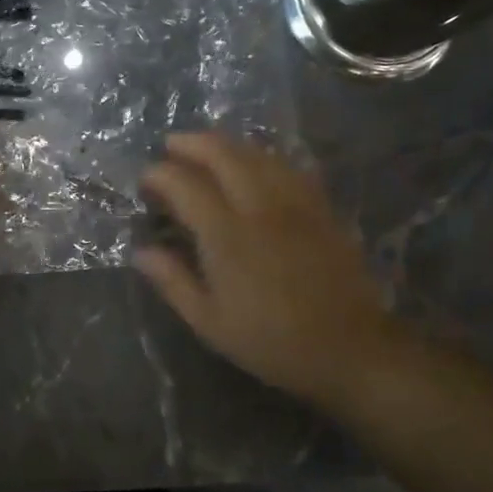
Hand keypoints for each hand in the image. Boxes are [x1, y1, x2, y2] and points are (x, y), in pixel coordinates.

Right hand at [134, 132, 403, 405]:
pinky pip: (287, 166)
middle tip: (171, 145)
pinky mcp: (321, 207)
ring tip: (207, 148)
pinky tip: (254, 163)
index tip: (145, 178)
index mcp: (226, 235)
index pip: (185, 185)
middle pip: (223, 154)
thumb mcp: (210, 322)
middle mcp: (260, 207)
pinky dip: (262, 156)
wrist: (351, 349)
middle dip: (192, 142)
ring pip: (257, 154)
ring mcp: (295, 203)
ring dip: (226, 144)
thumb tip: (141, 251)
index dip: (160, 174)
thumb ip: (173, 281)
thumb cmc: (272, 341)